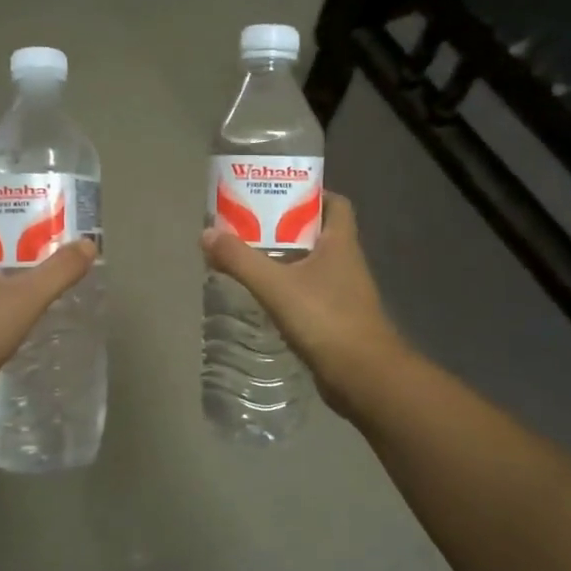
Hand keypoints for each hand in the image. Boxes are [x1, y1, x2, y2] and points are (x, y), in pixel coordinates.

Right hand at [201, 191, 407, 419]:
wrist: (363, 377)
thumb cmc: (326, 320)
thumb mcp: (277, 286)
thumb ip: (240, 260)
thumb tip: (207, 233)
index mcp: (340, 243)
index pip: (335, 203)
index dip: (310, 193)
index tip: (277, 193)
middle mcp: (345, 262)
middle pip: (317, 232)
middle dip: (286, 226)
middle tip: (250, 224)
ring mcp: (343, 292)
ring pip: (311, 264)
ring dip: (284, 258)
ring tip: (248, 256)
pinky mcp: (335, 319)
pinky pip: (308, 292)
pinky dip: (287, 288)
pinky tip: (263, 295)